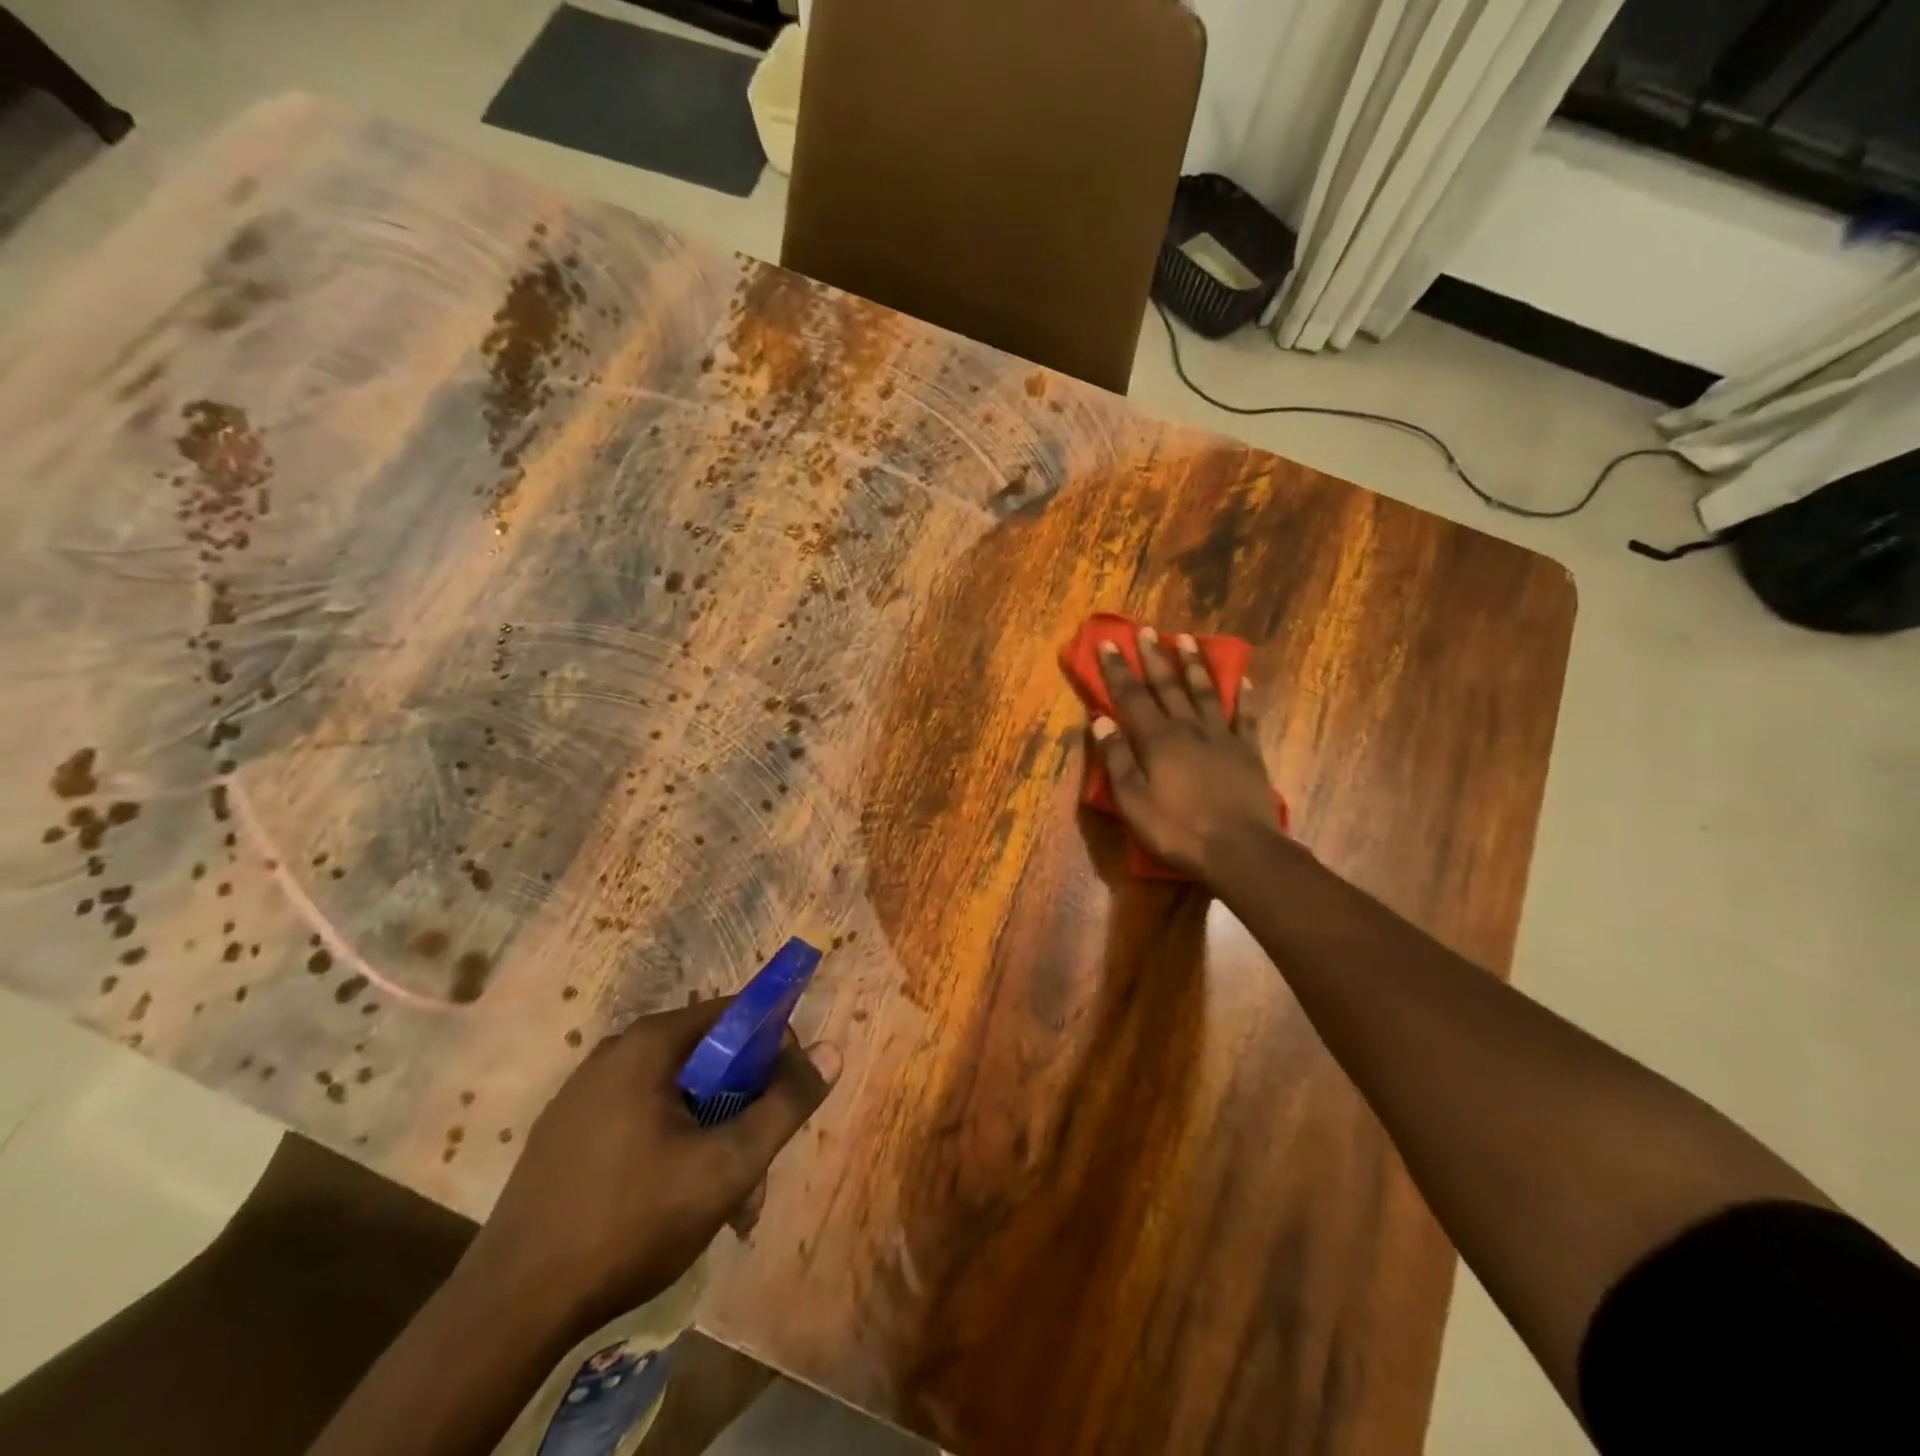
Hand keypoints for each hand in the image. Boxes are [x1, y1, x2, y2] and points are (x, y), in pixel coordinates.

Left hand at [465, 1000, 838, 1330]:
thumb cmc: (630, 1221)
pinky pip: (640, 1120)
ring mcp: (584, 1095)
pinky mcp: (566, 1135)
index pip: (736, 1015)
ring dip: (712, 1138)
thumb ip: (785, 1104)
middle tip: (755, 1172)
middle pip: (708, 1060)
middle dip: (743, 1111)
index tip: (785, 1101)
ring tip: (726, 1207)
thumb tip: (833, 1049)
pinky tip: (675, 1206)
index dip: (774, 1050)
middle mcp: (614, 1054)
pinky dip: (672, 1149)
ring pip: (676, 1097)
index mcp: (648, 1044)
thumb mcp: (726, 1165)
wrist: (509, 1310)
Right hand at [1093, 627, 1280, 879]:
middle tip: (1145, 630)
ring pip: (1204, 691)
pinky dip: (1242, 696)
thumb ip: (1117, 759)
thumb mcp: (1133, 801)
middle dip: (1153, 656)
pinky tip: (1241, 679)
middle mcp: (1188, 728)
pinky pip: (1244, 716)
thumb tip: (1100, 720)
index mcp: (1156, 740)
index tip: (1107, 643)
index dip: (1117, 669)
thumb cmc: (1177, 829)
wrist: (1239, 849)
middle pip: (1167, 685)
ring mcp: (1221, 737)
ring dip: (1193, 664)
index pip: (1131, 696)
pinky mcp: (1247, 751)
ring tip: (1185, 639)